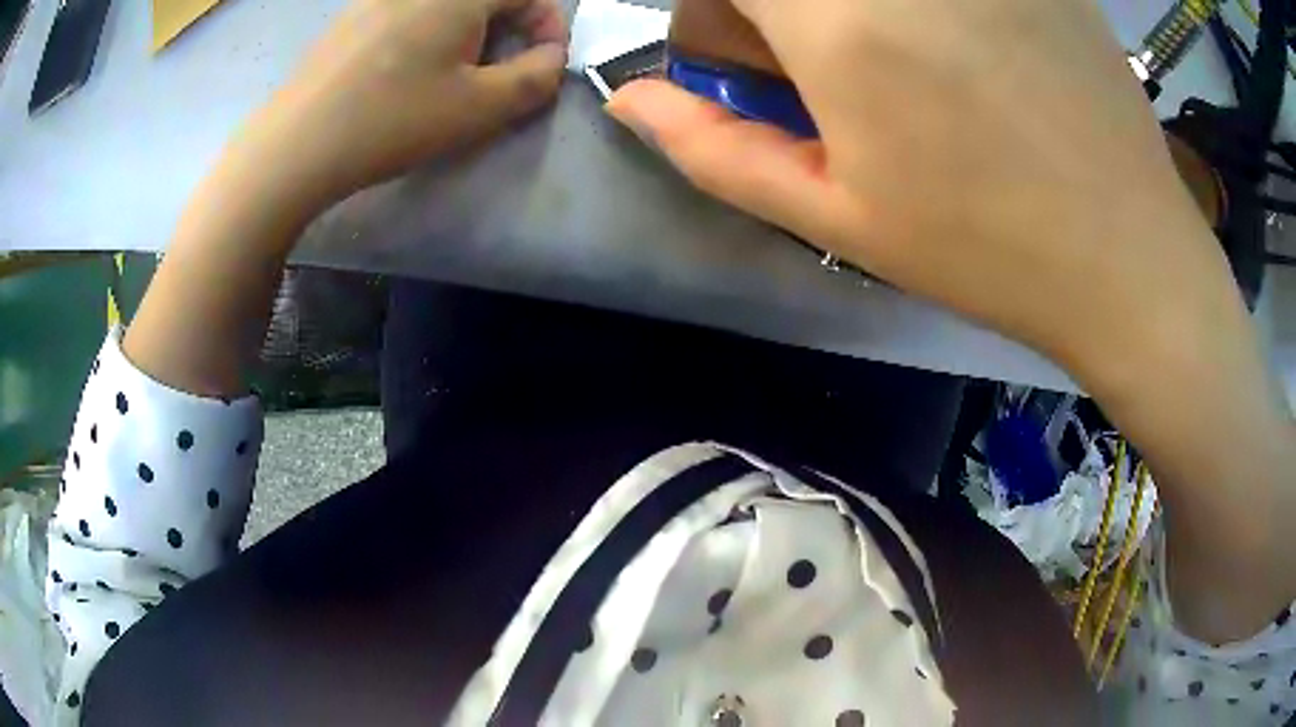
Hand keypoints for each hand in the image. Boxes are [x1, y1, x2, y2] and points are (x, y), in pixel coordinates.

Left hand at [238, 0, 567, 208]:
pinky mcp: (349, 18)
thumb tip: (551, 58)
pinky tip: (402, 74)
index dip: (549, 26)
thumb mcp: (479, 107)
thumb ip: (535, 79)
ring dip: (466, 33)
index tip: (542, 66)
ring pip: (445, 7)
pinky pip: (406, 14)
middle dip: (506, 30)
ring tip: (448, 79)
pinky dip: (425, 34)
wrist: (295, 146)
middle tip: (495, 75)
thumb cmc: (392, 121)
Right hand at [608, 0, 1237, 380]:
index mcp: (834, 16)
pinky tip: (958, 41)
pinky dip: (921, 11)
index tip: (747, 50)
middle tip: (813, 59)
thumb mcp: (836, 217)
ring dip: (842, 9)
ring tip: (890, 51)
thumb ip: (710, 149)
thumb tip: (631, 99)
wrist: (1130, 253)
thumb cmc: (987, 248)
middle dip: (777, 13)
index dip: (722, 14)